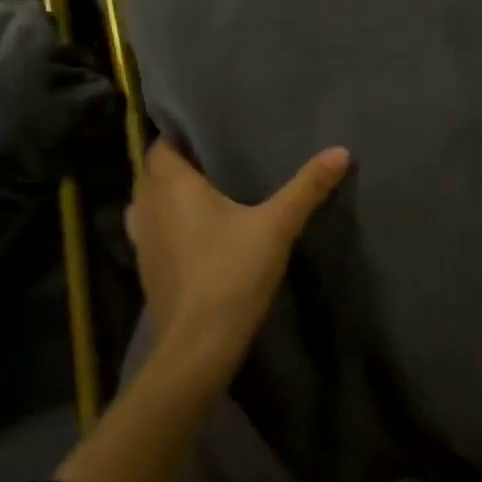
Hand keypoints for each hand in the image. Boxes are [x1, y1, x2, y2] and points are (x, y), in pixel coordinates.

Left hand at [129, 139, 351, 362]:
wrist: (197, 347)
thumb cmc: (231, 275)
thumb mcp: (276, 226)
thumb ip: (306, 188)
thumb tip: (340, 151)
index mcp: (170, 185)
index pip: (164, 144)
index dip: (184, 136)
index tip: (215, 135)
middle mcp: (147, 205)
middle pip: (156, 171)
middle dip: (182, 163)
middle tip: (220, 160)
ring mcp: (141, 239)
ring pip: (150, 201)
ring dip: (171, 194)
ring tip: (209, 192)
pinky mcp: (146, 267)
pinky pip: (152, 229)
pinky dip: (168, 222)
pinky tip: (197, 232)